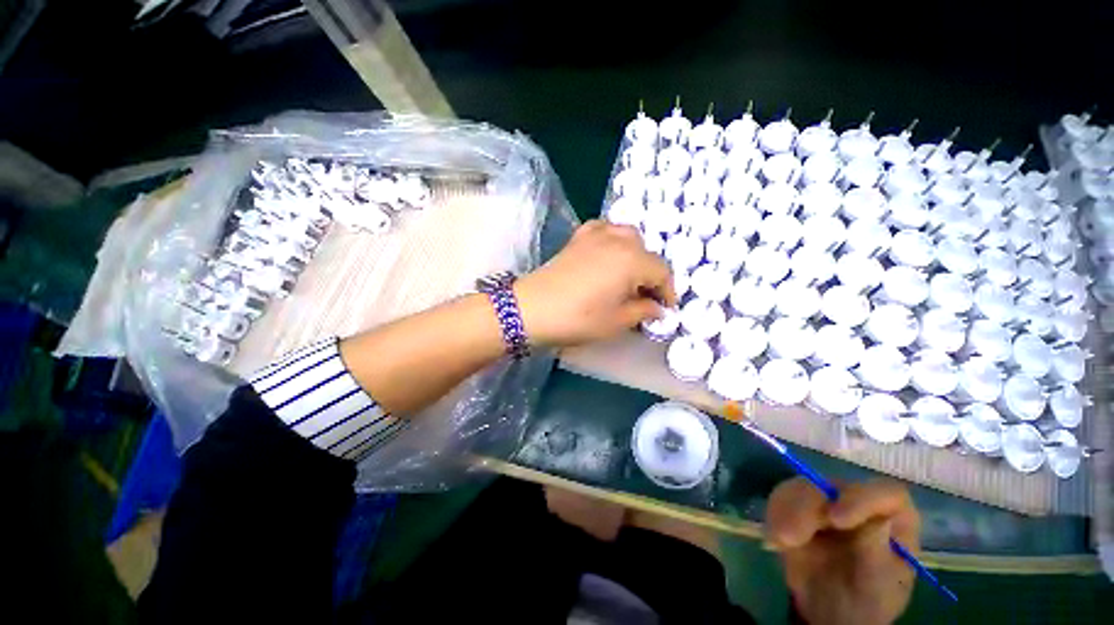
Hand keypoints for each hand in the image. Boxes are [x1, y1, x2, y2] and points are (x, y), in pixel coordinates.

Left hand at [514, 221, 676, 347]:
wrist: (532, 309)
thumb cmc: (578, 318)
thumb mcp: (616, 321)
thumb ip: (643, 311)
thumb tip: (657, 308)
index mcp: (633, 260)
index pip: (662, 272)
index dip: (668, 292)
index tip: (666, 309)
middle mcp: (618, 240)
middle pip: (647, 253)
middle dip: (651, 275)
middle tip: (646, 297)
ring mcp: (596, 235)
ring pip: (628, 236)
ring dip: (635, 255)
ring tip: (629, 276)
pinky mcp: (578, 238)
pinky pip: (604, 229)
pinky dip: (612, 239)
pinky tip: (607, 254)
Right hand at [764, 478, 919, 624]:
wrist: (830, 612)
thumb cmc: (865, 601)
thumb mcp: (878, 588)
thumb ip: (877, 556)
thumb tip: (879, 522)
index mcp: (894, 518)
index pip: (886, 493)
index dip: (861, 499)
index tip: (837, 520)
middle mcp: (860, 501)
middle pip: (832, 487)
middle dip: (808, 509)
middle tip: (790, 538)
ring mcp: (826, 500)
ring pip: (802, 487)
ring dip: (786, 511)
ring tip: (780, 541)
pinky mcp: (798, 505)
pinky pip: (782, 496)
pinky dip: (774, 514)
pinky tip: (776, 540)